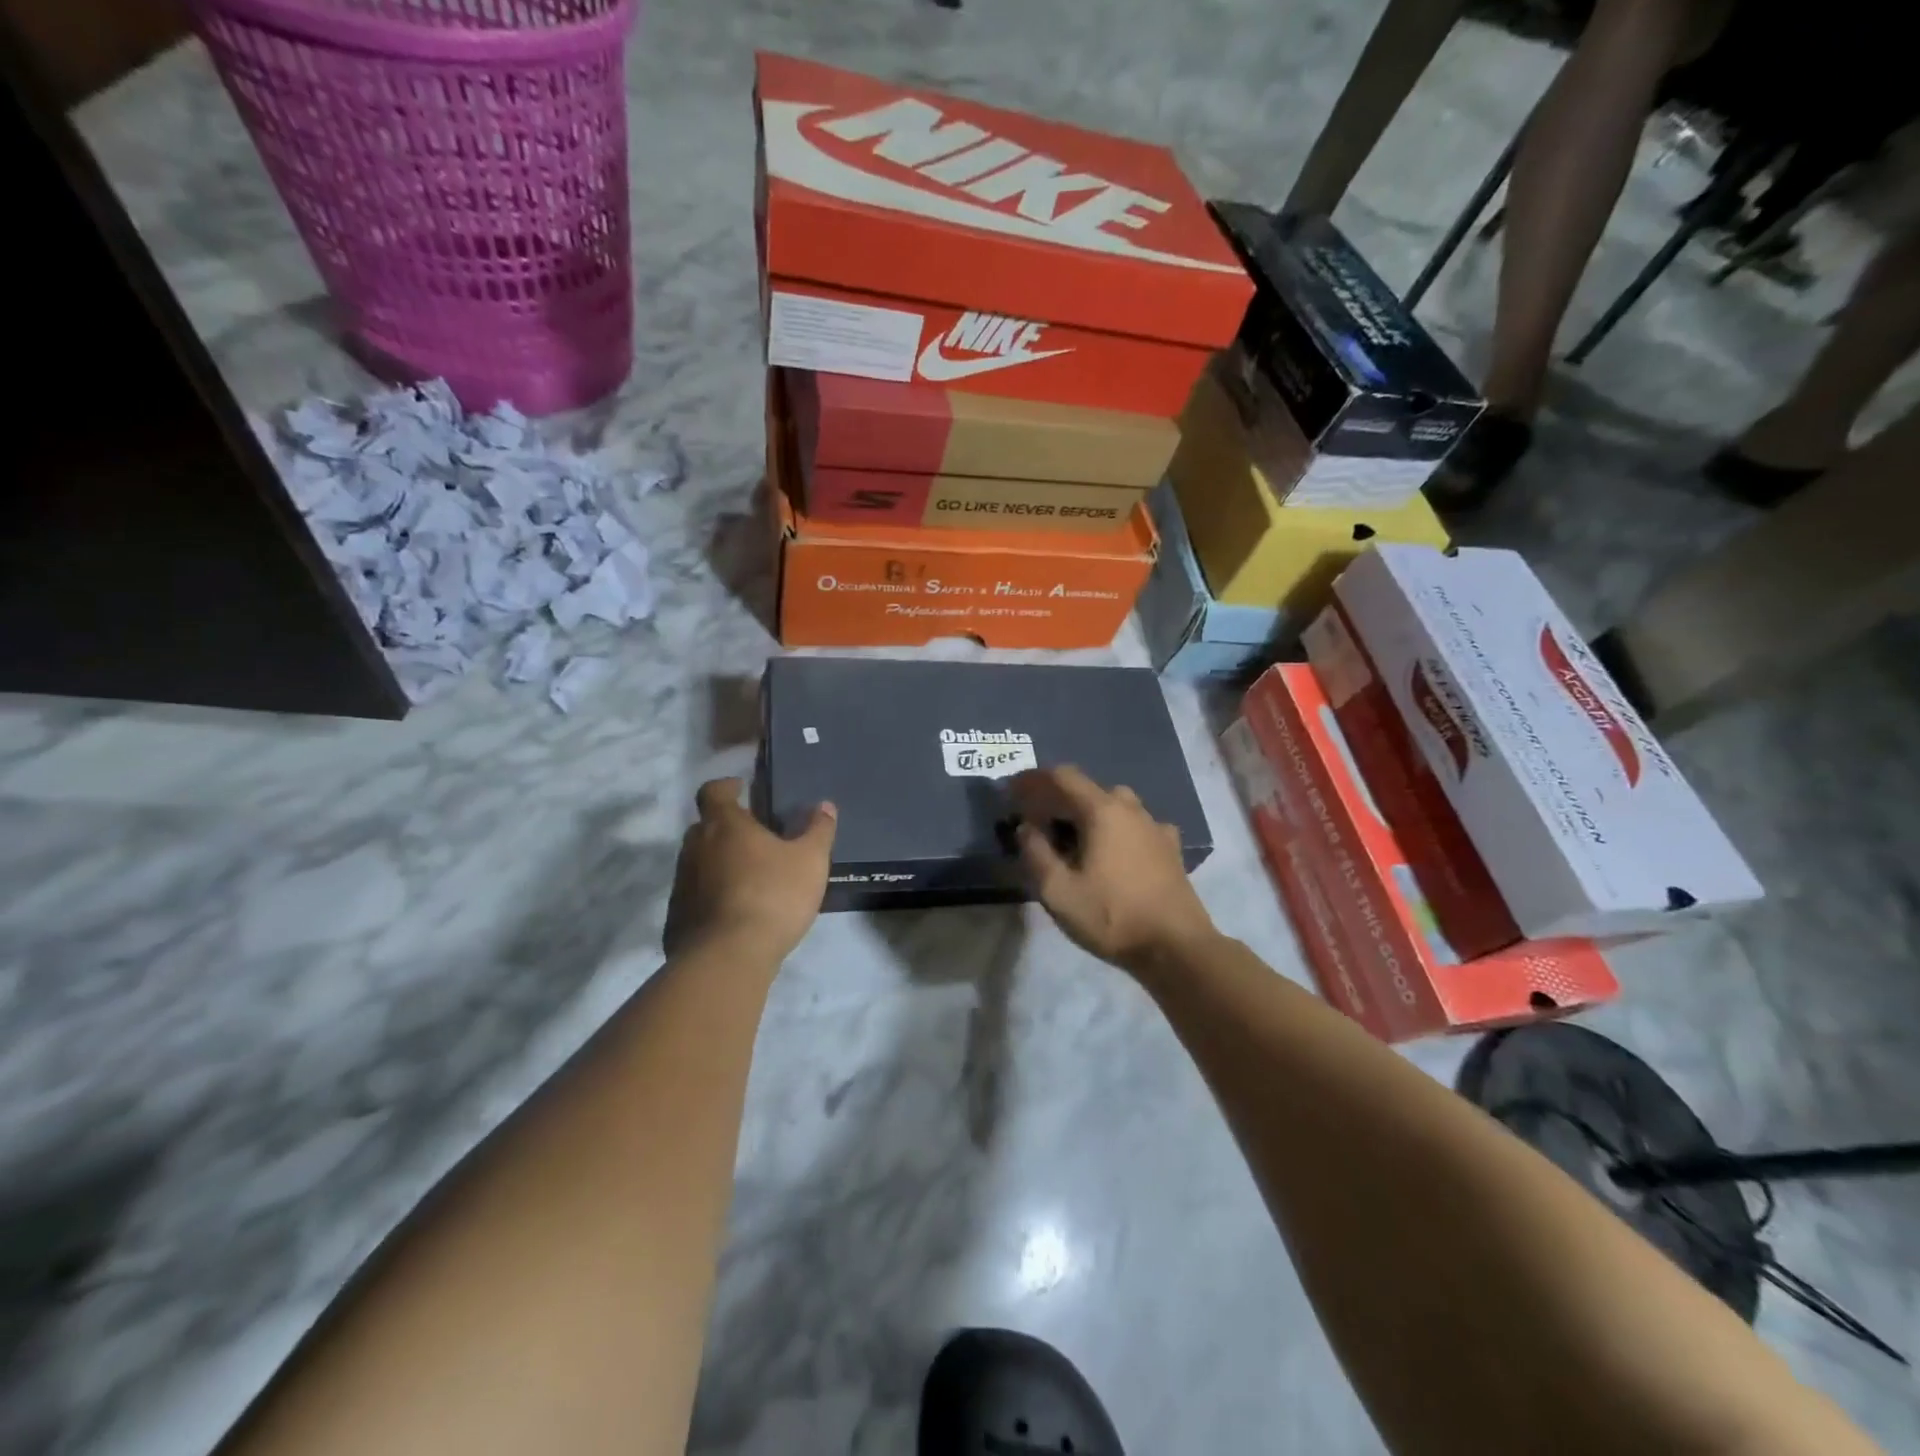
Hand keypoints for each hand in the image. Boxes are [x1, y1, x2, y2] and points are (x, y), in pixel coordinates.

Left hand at [664, 778, 835, 962]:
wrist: (727, 958)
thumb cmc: (772, 896)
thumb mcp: (810, 861)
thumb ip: (818, 830)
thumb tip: (824, 806)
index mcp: (724, 825)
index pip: (713, 792)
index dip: (726, 787)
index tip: (742, 790)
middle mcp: (695, 848)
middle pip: (705, 827)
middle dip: (726, 828)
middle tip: (755, 839)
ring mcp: (681, 884)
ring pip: (698, 863)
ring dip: (719, 864)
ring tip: (749, 879)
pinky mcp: (677, 918)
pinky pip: (695, 897)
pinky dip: (711, 897)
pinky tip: (735, 914)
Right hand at [1011, 765, 1217, 974]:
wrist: (1176, 947)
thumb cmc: (1111, 916)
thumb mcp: (1058, 891)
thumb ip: (1036, 853)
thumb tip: (1026, 828)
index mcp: (1102, 811)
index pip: (1063, 777)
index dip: (1034, 779)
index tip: (1012, 790)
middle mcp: (1131, 809)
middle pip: (1088, 789)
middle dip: (1059, 799)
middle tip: (1038, 821)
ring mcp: (1155, 826)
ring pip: (1114, 806)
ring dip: (1088, 813)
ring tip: (1072, 837)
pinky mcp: (1170, 848)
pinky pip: (1135, 826)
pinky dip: (1115, 830)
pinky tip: (1113, 851)